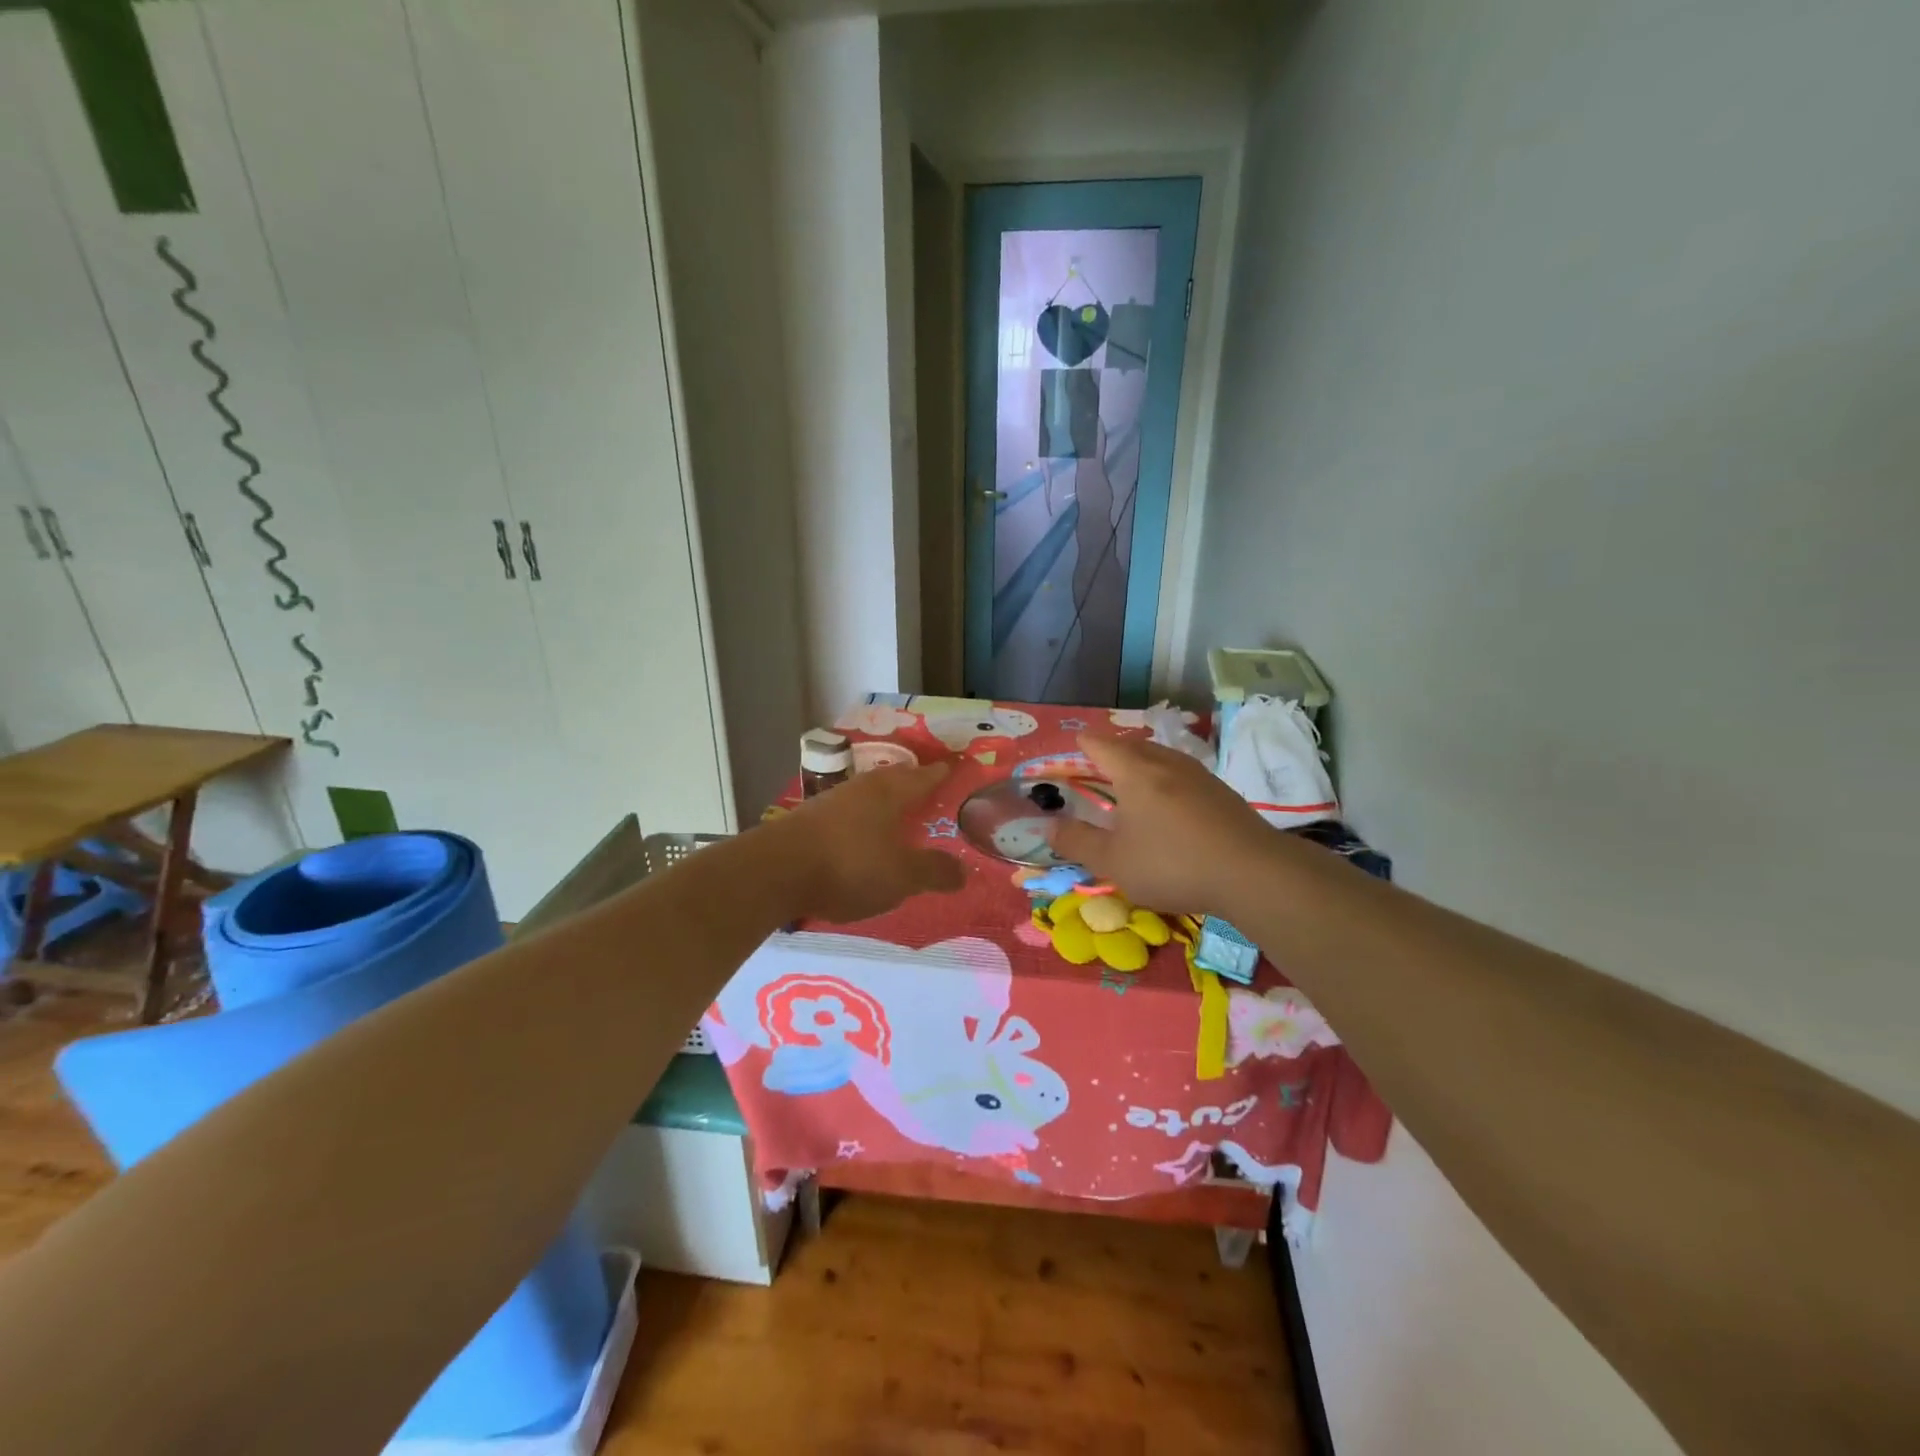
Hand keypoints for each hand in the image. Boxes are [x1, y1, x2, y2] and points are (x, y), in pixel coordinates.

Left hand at [765, 763, 965, 922]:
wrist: (777, 871)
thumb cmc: (850, 866)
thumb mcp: (902, 876)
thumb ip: (933, 871)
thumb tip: (965, 871)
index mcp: (890, 793)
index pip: (922, 777)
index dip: (939, 774)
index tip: (951, 767)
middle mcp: (861, 788)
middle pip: (892, 779)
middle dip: (910, 781)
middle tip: (926, 785)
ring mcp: (831, 802)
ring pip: (866, 793)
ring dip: (883, 800)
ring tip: (895, 810)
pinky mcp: (808, 820)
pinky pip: (846, 812)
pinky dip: (860, 818)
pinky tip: (859, 833)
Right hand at [1049, 735, 1277, 915]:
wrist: (1252, 873)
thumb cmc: (1172, 864)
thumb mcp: (1113, 862)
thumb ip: (1078, 842)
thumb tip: (1049, 825)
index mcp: (1134, 771)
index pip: (1100, 745)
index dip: (1082, 745)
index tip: (1072, 748)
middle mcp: (1165, 763)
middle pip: (1132, 746)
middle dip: (1111, 753)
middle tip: (1097, 767)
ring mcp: (1198, 775)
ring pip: (1161, 758)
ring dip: (1142, 766)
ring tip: (1131, 784)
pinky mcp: (1221, 792)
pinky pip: (1182, 775)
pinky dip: (1166, 782)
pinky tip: (1170, 805)